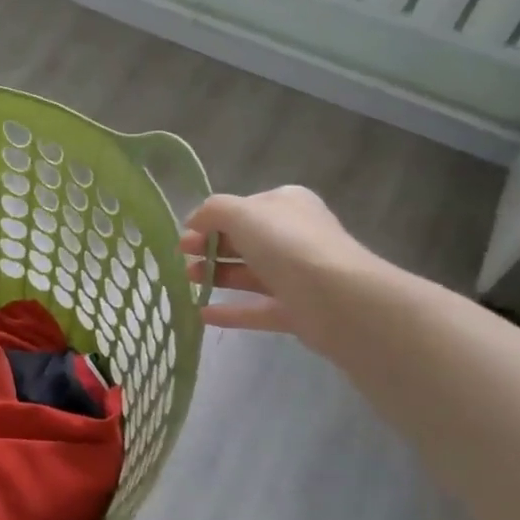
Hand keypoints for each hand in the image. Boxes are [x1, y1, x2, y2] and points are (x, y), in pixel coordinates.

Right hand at [179, 186, 380, 350]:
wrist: (337, 298)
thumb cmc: (286, 244)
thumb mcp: (240, 213)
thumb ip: (212, 211)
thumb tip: (194, 222)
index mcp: (286, 205)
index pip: (243, 208)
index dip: (211, 219)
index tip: (185, 234)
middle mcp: (294, 236)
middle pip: (244, 241)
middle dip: (209, 247)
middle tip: (182, 257)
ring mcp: (297, 276)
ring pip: (249, 274)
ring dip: (215, 275)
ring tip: (187, 281)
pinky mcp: (297, 311)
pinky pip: (257, 309)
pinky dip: (230, 311)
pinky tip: (201, 314)